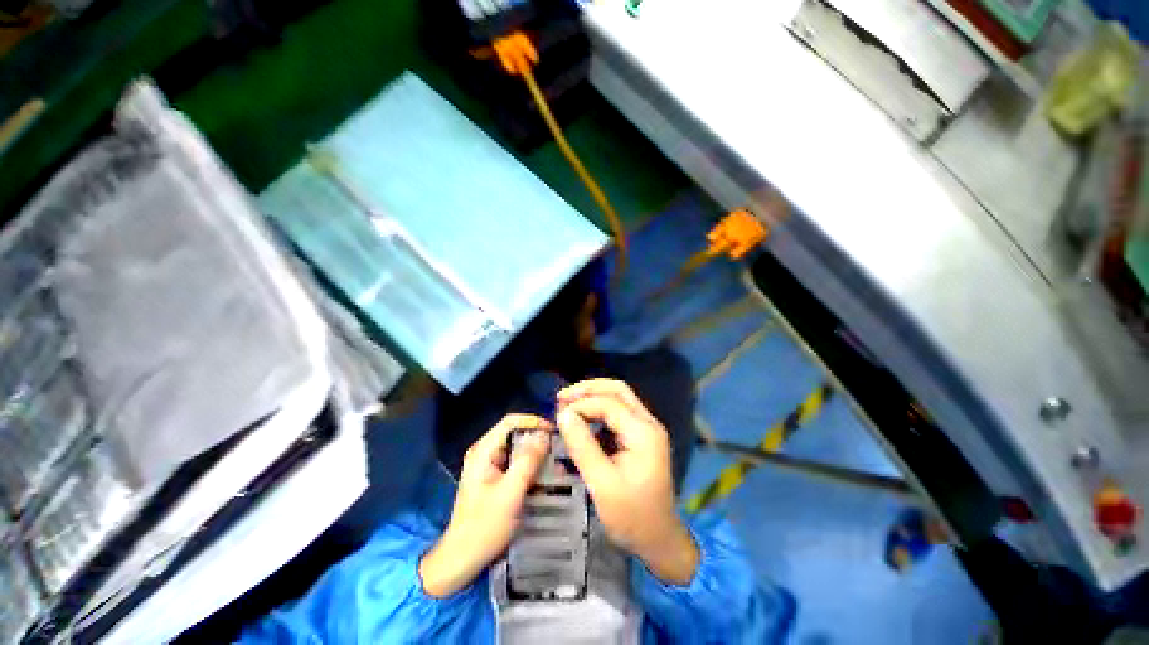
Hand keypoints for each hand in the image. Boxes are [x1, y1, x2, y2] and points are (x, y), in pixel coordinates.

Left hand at [419, 414, 550, 596]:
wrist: (461, 560)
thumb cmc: (484, 527)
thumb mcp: (510, 493)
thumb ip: (527, 462)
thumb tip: (544, 435)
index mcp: (483, 451)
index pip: (511, 422)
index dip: (534, 422)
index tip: (555, 431)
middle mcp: (485, 453)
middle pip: (515, 435)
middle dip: (538, 441)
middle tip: (560, 451)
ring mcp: (489, 466)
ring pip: (518, 450)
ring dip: (537, 456)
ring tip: (557, 467)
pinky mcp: (494, 479)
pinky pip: (516, 465)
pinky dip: (531, 468)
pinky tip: (545, 479)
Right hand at [556, 379, 699, 584]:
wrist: (659, 540)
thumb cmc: (631, 516)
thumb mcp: (602, 483)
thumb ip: (582, 445)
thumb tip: (563, 414)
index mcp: (643, 432)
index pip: (609, 403)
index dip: (581, 404)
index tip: (558, 415)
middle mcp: (648, 423)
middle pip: (618, 390)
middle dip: (588, 390)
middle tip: (562, 397)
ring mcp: (646, 430)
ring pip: (619, 399)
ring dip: (593, 398)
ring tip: (568, 406)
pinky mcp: (641, 438)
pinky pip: (619, 414)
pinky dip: (599, 411)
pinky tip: (583, 420)